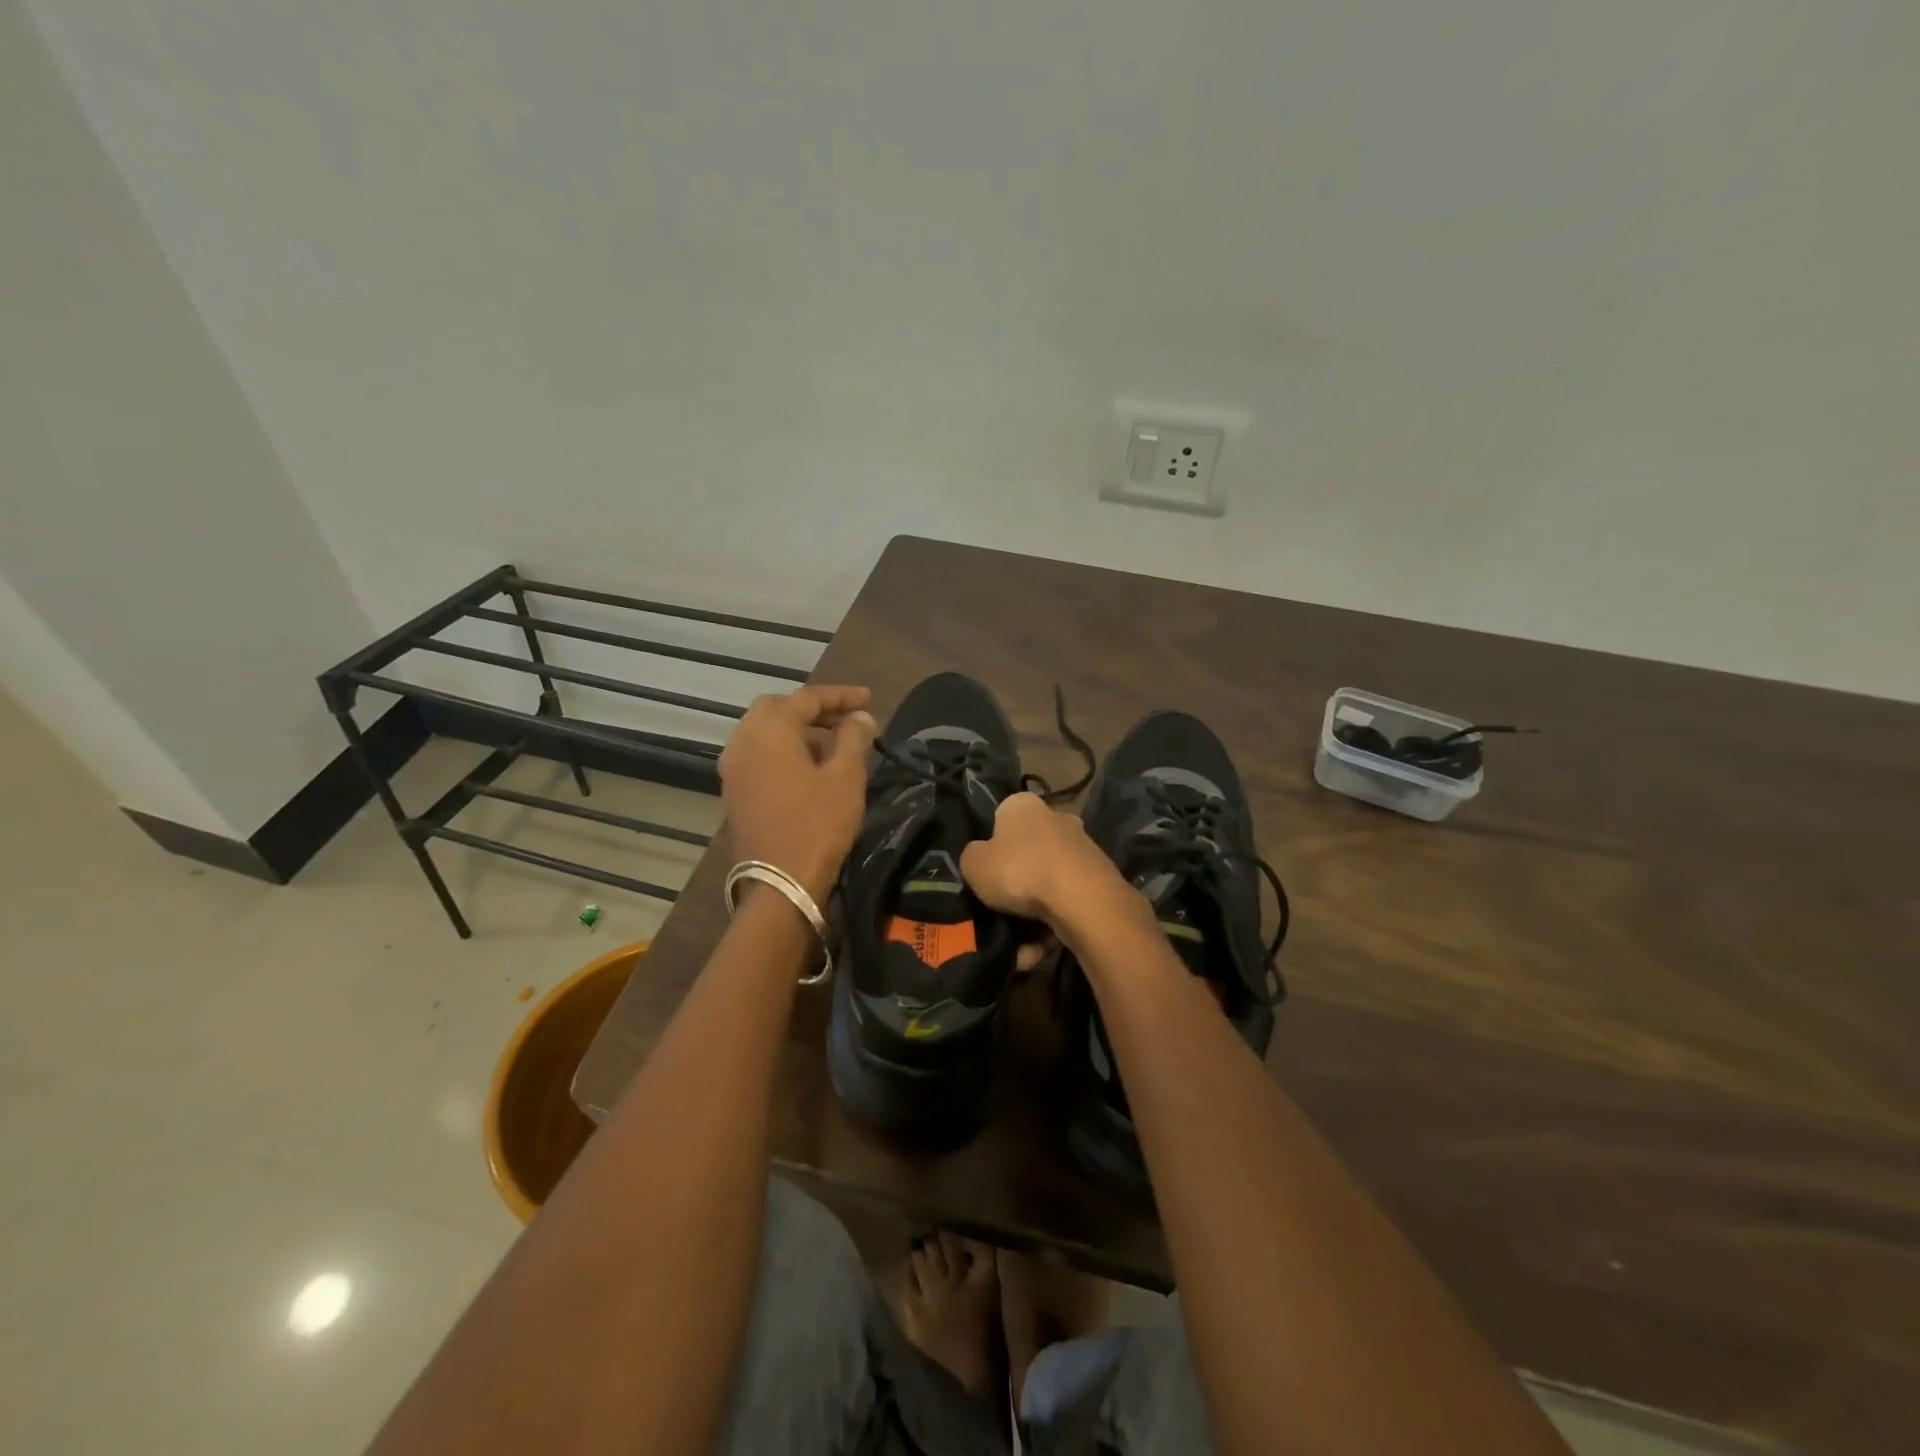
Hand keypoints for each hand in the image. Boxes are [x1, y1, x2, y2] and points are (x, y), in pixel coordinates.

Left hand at [718, 685, 877, 902]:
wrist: (780, 883)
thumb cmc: (818, 825)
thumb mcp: (846, 777)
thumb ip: (853, 738)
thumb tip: (860, 717)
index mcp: (769, 731)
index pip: (807, 698)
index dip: (841, 696)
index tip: (869, 699)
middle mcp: (743, 741)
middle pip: (777, 708)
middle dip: (813, 709)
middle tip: (845, 719)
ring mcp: (733, 768)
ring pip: (764, 732)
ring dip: (797, 730)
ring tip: (833, 745)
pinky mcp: (733, 791)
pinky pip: (758, 755)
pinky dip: (783, 750)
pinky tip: (809, 768)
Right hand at [959, 792, 1134, 937]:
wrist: (1083, 899)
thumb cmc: (1020, 870)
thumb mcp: (973, 864)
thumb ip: (972, 857)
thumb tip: (981, 858)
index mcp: (1023, 805)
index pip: (1000, 818)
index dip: (990, 847)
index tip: (985, 874)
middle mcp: (1056, 818)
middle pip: (1026, 853)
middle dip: (1015, 884)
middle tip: (1000, 911)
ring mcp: (1082, 848)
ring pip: (1046, 884)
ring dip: (1032, 914)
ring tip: (1020, 947)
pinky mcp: (1099, 877)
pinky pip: (1065, 903)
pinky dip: (1052, 925)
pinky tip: (1039, 950)